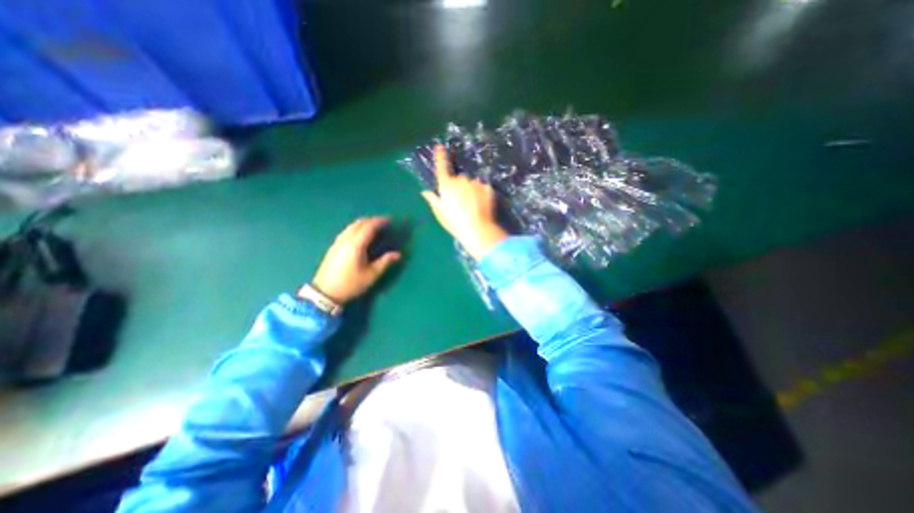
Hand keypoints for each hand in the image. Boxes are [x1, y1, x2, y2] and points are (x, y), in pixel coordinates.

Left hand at [311, 217, 400, 304]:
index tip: (390, 220)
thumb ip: (385, 262)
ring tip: (373, 227)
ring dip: (363, 223)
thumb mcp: (371, 275)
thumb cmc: (350, 284)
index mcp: (356, 244)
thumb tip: (398, 254)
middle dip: (372, 220)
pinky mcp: (333, 247)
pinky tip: (360, 235)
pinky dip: (356, 228)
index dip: (380, 221)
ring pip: (351, 226)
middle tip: (383, 223)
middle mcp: (346, 239)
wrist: (325, 293)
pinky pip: (347, 231)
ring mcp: (338, 242)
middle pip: (359, 223)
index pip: (369, 226)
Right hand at [418, 144, 506, 259]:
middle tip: (461, 203)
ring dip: (471, 190)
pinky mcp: (487, 187)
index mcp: (447, 186)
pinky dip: (482, 194)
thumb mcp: (440, 214)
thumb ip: (433, 200)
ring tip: (473, 206)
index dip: (440, 156)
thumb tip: (425, 192)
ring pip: (472, 183)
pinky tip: (481, 205)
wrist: (478, 229)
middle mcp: (461, 180)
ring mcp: (475, 183)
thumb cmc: (455, 223)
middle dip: (460, 187)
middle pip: (459, 178)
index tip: (440, 146)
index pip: (442, 167)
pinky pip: (483, 187)